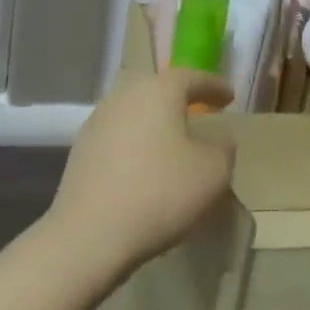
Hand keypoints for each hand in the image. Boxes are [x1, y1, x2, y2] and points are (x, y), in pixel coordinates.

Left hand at [47, 68, 233, 281]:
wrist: (91, 232)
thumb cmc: (160, 193)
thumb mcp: (212, 172)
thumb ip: (222, 149)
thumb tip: (218, 140)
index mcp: (157, 91)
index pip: (191, 77)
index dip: (213, 86)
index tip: (229, 97)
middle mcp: (122, 97)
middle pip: (156, 90)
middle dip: (180, 99)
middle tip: (200, 112)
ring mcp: (96, 123)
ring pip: (134, 113)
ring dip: (155, 123)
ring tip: (174, 141)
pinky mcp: (80, 151)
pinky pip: (118, 137)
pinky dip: (136, 144)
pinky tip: (145, 165)